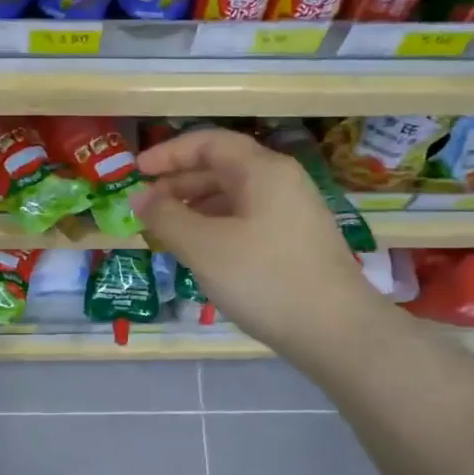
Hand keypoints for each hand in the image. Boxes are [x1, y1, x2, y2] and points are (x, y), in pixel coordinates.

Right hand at [134, 127, 380, 357]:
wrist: (336, 331)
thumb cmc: (264, 279)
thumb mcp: (204, 247)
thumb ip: (166, 217)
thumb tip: (139, 198)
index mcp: (263, 170)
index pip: (209, 143)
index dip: (169, 153)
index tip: (137, 170)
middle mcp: (282, 182)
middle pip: (222, 167)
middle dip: (179, 182)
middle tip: (146, 206)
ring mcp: (293, 213)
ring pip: (234, 197)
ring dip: (195, 207)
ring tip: (166, 230)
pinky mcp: (296, 242)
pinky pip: (247, 220)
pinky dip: (216, 227)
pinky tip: (200, 252)